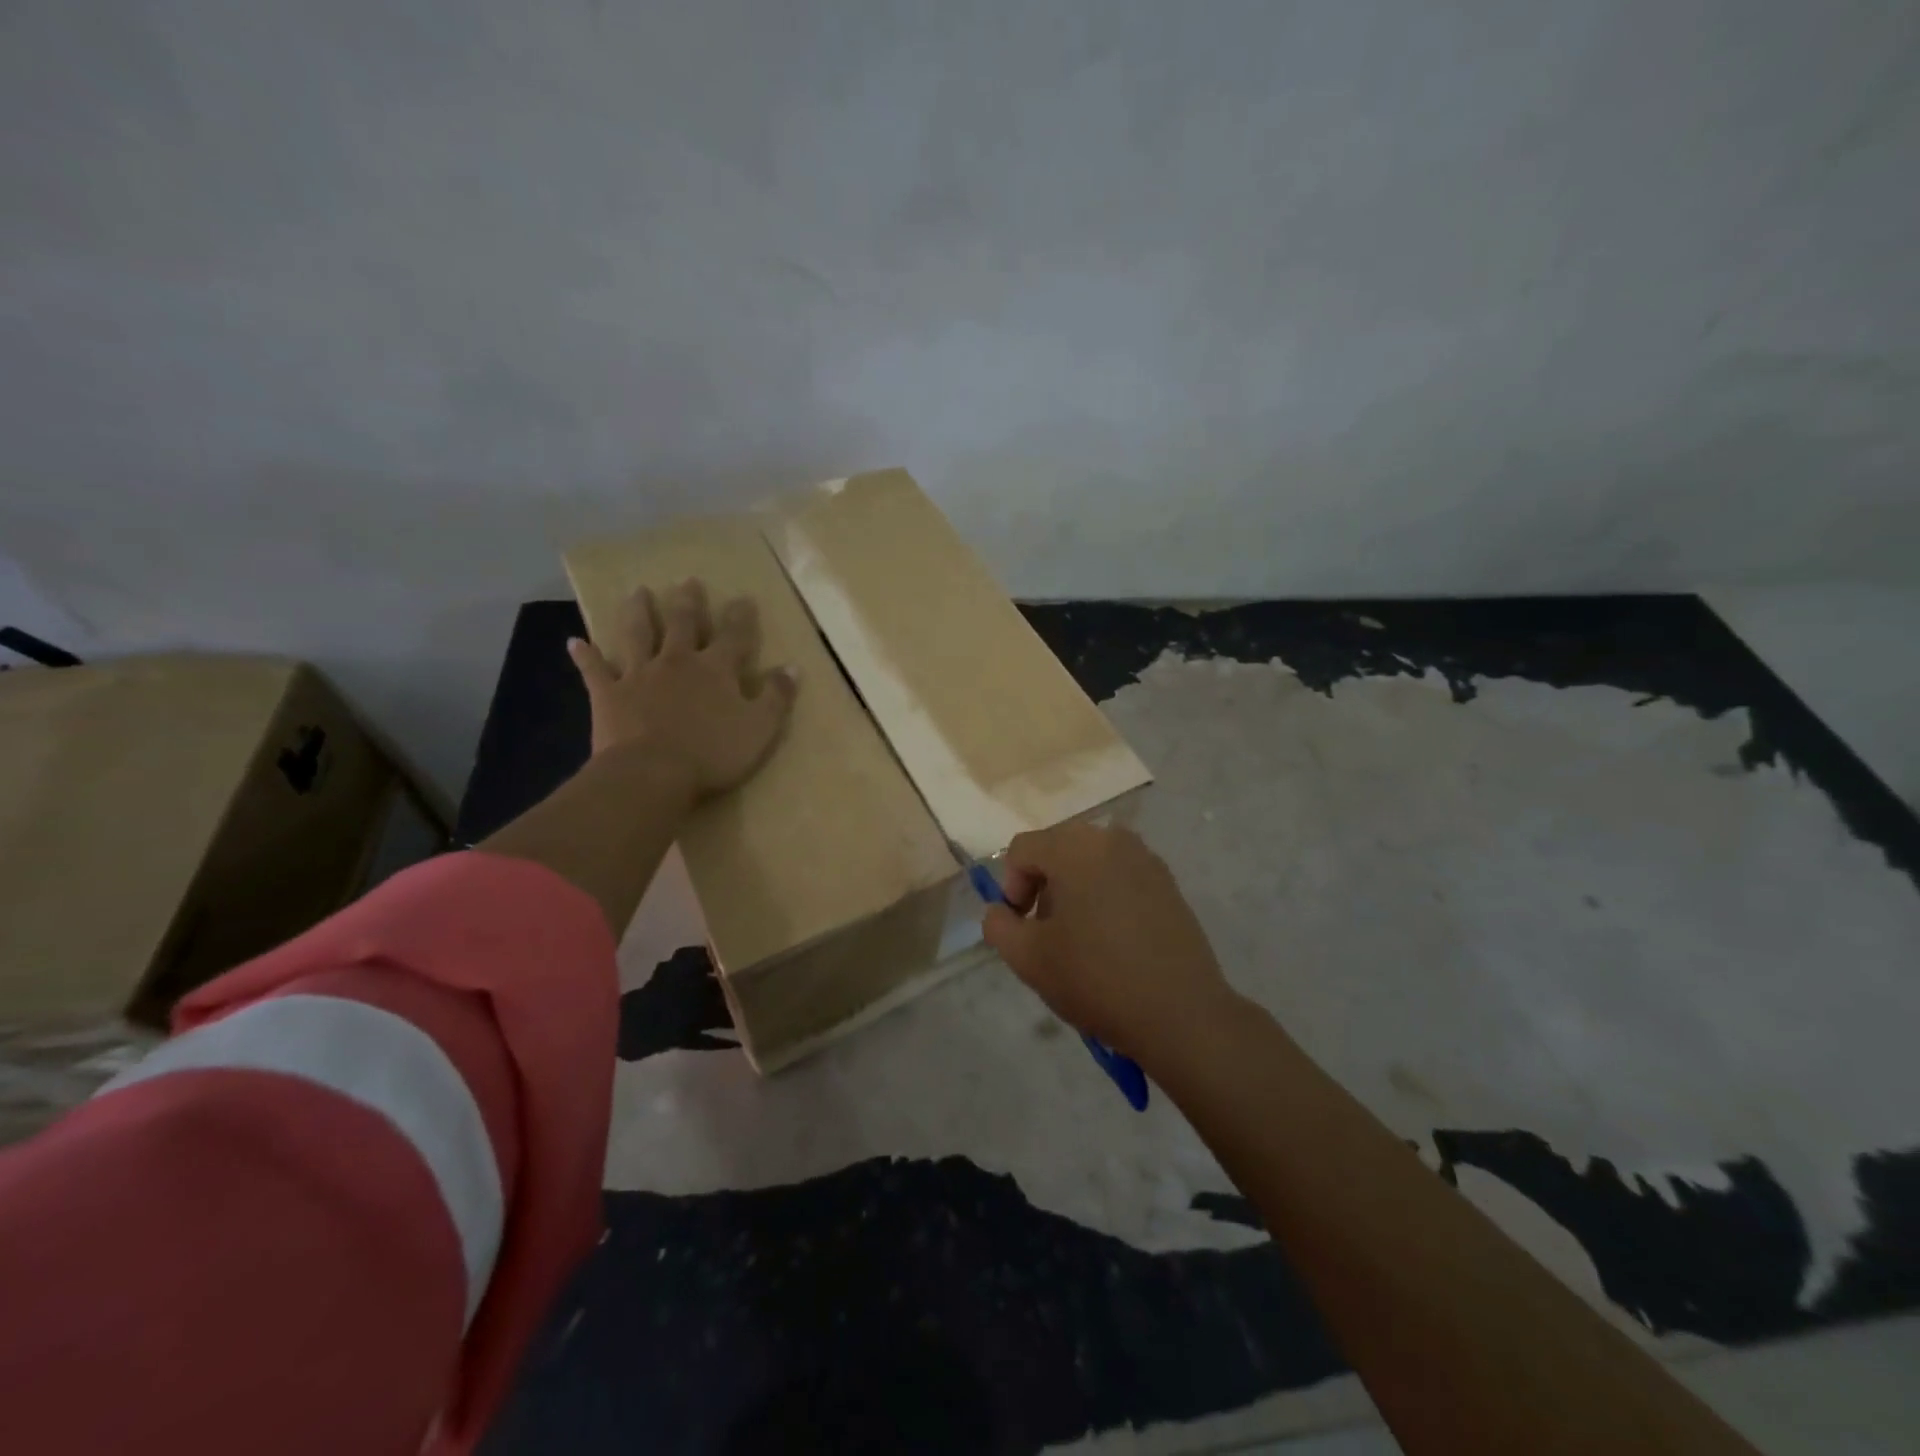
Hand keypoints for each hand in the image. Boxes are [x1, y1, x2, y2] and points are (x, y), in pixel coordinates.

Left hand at [567, 579, 797, 800]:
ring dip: (638, 612)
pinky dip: (585, 656)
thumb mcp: (760, 728)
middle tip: (687, 581)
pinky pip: (595, 670)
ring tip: (637, 592)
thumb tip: (793, 667)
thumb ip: (777, 697)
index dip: (741, 617)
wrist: (652, 773)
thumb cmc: (713, 753)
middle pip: (682, 624)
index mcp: (716, 669)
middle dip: (688, 602)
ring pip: (637, 634)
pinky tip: (574, 642)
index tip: (744, 598)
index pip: (734, 636)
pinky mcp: (608, 694)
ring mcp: (639, 675)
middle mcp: (677, 662)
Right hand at [981, 822, 1236, 1060]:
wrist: (1181, 1013)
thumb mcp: (1028, 958)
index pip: (1022, 849)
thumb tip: (1000, 910)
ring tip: (1081, 940)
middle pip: (1057, 850)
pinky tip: (1113, 942)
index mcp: (1075, 847)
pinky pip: (1119, 876)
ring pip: (1089, 863)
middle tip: (1047, 934)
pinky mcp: (1168, 882)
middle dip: (1042, 887)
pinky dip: (1105, 897)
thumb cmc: (1097, 979)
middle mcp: (1112, 839)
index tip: (1021, 928)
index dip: (1010, 887)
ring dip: (1073, 892)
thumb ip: (998, 925)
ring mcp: (1145, 858)